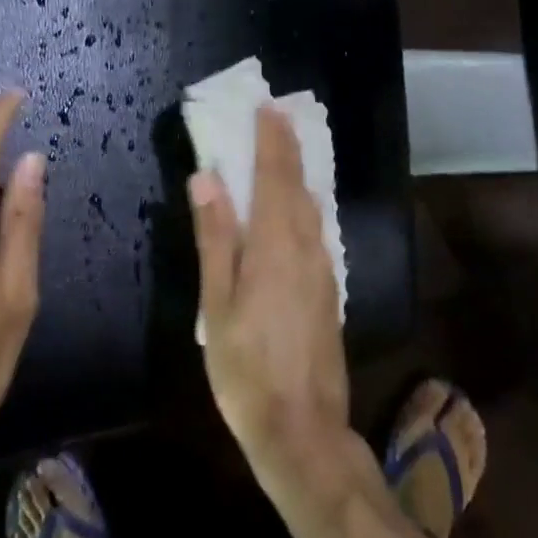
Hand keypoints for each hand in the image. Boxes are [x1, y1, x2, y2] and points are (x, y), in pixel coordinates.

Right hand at [190, 107, 349, 483]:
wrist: (302, 430)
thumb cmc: (245, 369)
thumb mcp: (216, 304)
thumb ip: (215, 237)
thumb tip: (208, 177)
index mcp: (276, 246)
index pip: (276, 177)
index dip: (272, 140)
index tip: (267, 107)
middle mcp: (308, 248)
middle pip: (298, 186)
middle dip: (288, 148)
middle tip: (277, 115)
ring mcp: (324, 270)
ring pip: (312, 207)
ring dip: (299, 172)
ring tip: (285, 148)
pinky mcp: (329, 290)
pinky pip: (318, 229)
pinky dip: (305, 203)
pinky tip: (298, 205)